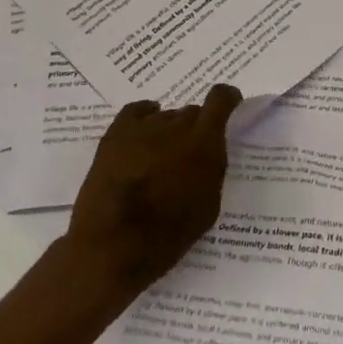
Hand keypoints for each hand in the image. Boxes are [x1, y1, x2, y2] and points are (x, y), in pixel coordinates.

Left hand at [64, 85, 240, 300]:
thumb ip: (212, 170)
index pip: (220, 100)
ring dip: (168, 131)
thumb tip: (207, 154)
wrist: (113, 245)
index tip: (229, 105)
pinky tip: (144, 131)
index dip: (227, 98)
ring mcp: (143, 126)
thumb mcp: (208, 207)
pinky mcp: (116, 133)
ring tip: (160, 157)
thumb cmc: (167, 235)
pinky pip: (136, 111)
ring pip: (165, 117)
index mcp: (204, 142)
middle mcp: (176, 126)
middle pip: (191, 113)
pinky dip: (144, 116)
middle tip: (188, 155)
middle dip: (195, 129)